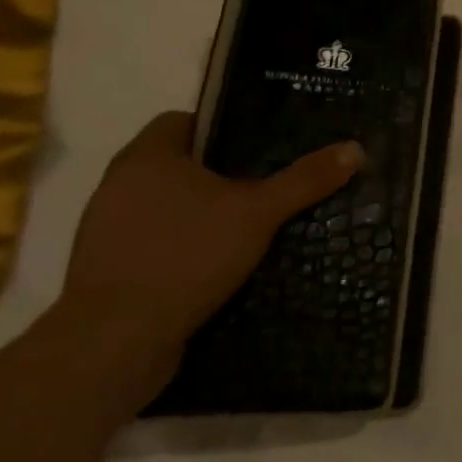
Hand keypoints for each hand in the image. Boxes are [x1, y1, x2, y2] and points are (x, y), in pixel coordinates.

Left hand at [60, 112, 363, 374]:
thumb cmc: (186, 255)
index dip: (222, 127)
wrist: (115, 341)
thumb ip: (305, 179)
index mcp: (147, 157)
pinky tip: (218, 261)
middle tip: (266, 181)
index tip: (260, 144)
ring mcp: (106, 229)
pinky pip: (153, 240)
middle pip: (177, 163)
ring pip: (165, 204)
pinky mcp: (106, 269)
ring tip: (249, 222)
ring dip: (200, 211)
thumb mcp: (260, 212)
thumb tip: (356, 148)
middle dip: (219, 171)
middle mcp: (118, 185)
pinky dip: (183, 244)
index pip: (182, 120)